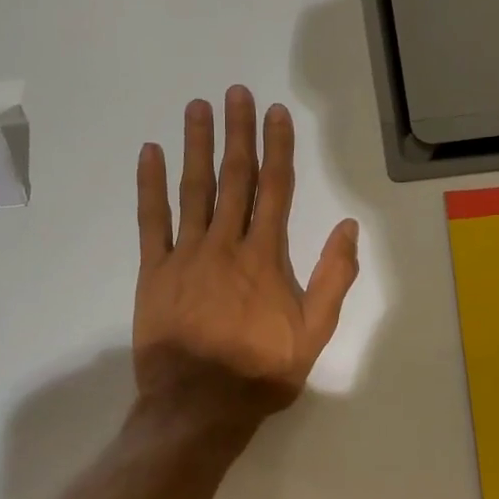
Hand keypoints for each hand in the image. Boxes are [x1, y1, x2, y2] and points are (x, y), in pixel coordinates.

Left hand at [133, 87, 360, 430]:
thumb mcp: (314, 333)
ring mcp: (187, 255)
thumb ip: (333, 279)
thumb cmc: (260, 372)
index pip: (275, 190)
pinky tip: (149, 154)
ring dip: (197, 146)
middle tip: (235, 92)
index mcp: (266, 258)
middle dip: (238, 133)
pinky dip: (150, 186)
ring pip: (193, 190)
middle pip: (235, 179)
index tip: (276, 113)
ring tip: (197, 108)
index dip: (278, 149)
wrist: (199, 405)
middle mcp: (227, 245)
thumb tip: (349, 229)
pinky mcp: (155, 272)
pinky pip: (151, 221)